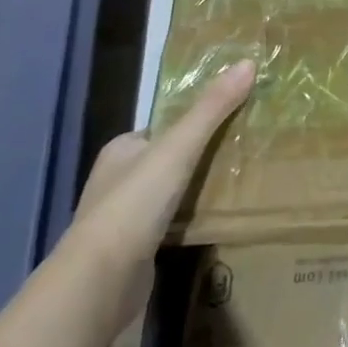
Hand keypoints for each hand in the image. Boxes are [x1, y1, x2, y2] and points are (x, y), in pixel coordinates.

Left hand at [65, 60, 256, 326]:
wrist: (99, 284)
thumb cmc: (133, 205)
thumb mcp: (178, 148)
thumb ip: (212, 108)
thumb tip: (249, 62)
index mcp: (121, 150)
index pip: (165, 126)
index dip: (197, 120)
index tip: (236, 117)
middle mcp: (118, 181)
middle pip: (169, 158)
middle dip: (203, 155)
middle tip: (248, 147)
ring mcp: (124, 219)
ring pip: (171, 192)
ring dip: (200, 188)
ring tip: (244, 180)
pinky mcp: (136, 251)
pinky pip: (172, 223)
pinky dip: (194, 218)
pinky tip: (221, 218)